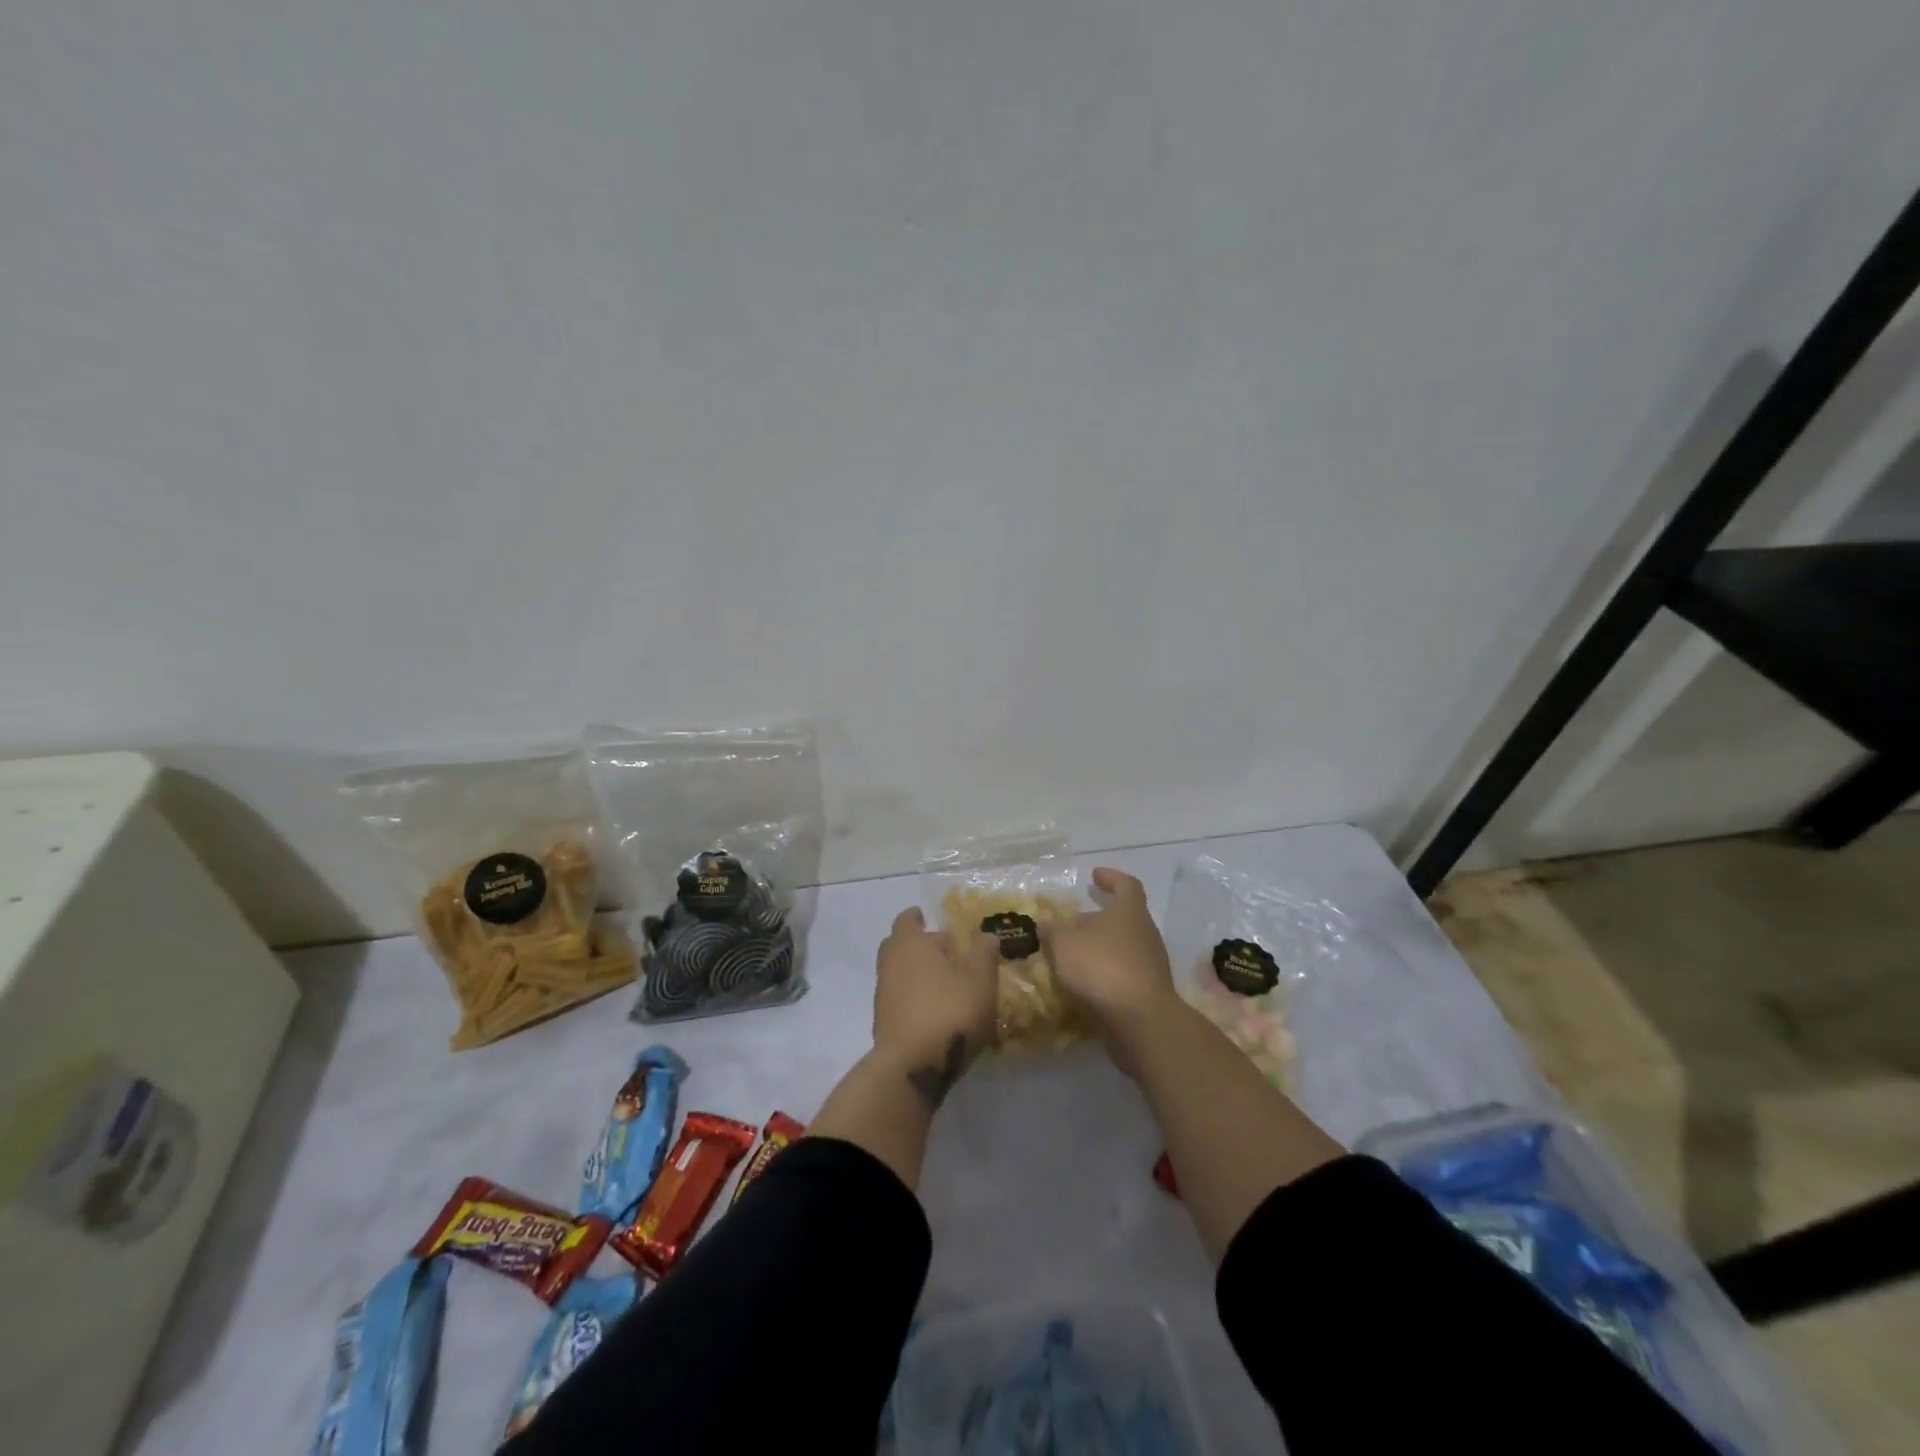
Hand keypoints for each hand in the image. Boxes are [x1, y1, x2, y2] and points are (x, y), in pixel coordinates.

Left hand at [872, 907, 999, 1108]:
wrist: (912, 1067)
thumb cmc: (949, 1011)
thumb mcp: (980, 980)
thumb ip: (984, 953)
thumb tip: (985, 934)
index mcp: (910, 943)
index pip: (907, 919)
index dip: (917, 917)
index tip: (926, 916)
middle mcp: (890, 963)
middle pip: (899, 945)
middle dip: (918, 945)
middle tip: (945, 950)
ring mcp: (883, 995)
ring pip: (898, 973)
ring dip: (917, 973)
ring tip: (946, 982)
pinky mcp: (883, 1023)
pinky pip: (899, 998)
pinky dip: (913, 997)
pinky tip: (935, 1010)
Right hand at [1043, 868, 1178, 1058]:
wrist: (1140, 1022)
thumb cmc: (1102, 968)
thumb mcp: (1064, 944)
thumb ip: (1053, 931)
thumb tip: (1045, 924)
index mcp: (1130, 912)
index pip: (1126, 885)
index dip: (1111, 878)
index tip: (1094, 876)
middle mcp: (1145, 934)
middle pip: (1121, 919)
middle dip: (1095, 920)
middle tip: (1070, 924)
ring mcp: (1150, 965)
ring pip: (1120, 948)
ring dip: (1097, 949)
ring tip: (1069, 957)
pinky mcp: (1147, 993)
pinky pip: (1121, 975)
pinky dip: (1103, 974)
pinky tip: (1081, 984)